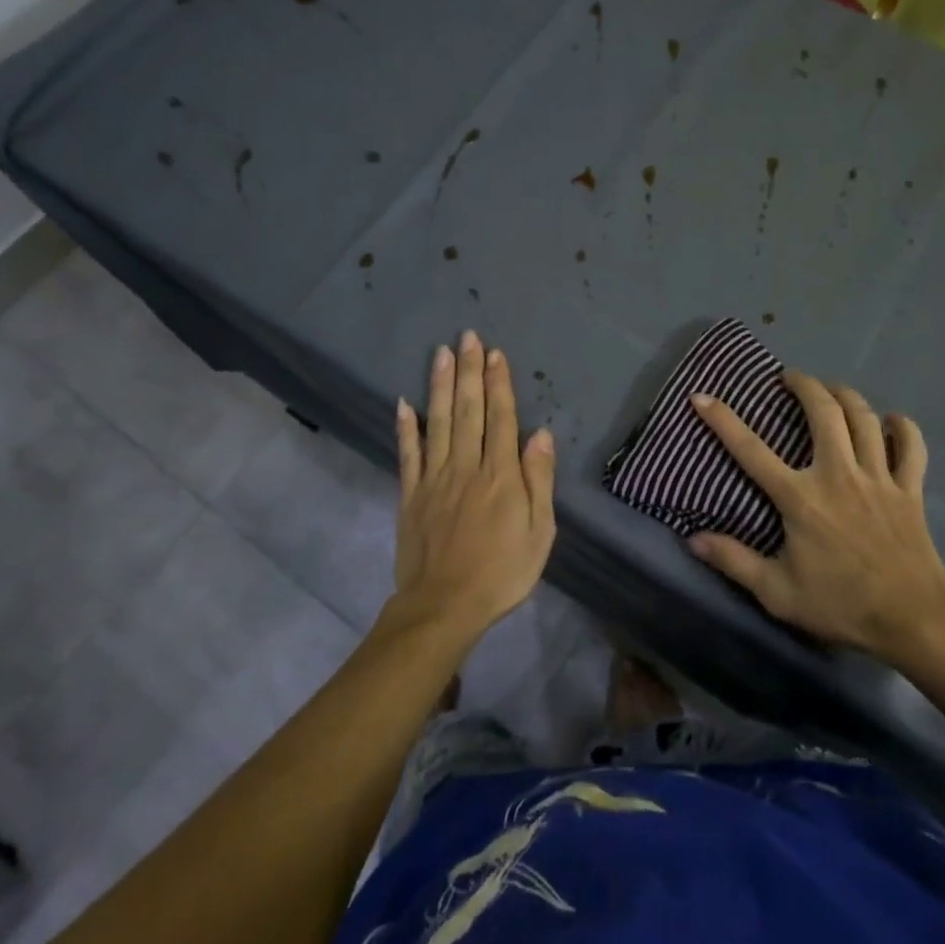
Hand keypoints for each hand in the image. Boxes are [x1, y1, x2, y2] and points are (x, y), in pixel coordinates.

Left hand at [388, 330, 556, 640]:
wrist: (444, 607)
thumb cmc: (502, 572)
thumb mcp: (539, 532)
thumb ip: (539, 481)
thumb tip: (541, 435)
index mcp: (500, 474)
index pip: (501, 418)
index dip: (499, 384)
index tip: (495, 354)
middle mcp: (467, 466)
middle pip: (468, 410)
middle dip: (469, 371)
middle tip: (467, 336)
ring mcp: (435, 478)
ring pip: (437, 422)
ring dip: (439, 385)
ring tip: (441, 353)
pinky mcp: (411, 495)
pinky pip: (408, 455)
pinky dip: (406, 428)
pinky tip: (403, 403)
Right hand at [687, 372, 944, 663]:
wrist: (913, 620)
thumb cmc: (841, 605)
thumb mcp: (778, 593)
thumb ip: (735, 562)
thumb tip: (694, 540)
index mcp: (800, 498)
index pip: (752, 450)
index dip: (723, 421)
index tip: (702, 397)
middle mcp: (838, 474)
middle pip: (823, 412)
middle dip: (804, 385)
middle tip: (790, 378)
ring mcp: (878, 478)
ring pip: (864, 418)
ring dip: (846, 395)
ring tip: (831, 389)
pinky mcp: (910, 489)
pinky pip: (911, 446)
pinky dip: (903, 427)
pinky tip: (892, 421)